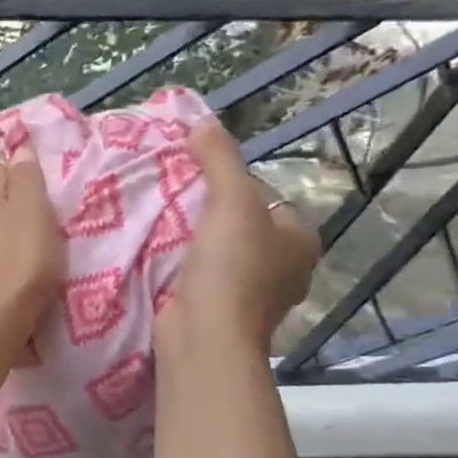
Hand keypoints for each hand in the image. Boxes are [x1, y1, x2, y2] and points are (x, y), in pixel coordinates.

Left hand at [0, 152, 63, 358]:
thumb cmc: (20, 261)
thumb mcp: (32, 209)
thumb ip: (26, 177)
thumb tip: (19, 148)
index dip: (22, 169)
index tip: (48, 182)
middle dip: (15, 202)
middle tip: (48, 213)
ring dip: (8, 231)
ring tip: (37, 243)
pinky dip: (2, 256)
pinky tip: (18, 268)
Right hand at [160, 119, 318, 352]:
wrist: (204, 336)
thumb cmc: (230, 268)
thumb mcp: (231, 201)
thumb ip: (219, 159)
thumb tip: (202, 122)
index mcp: (300, 239)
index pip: (263, 195)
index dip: (229, 182)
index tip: (191, 178)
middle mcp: (284, 267)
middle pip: (239, 222)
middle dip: (207, 210)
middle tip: (169, 196)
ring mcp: (252, 293)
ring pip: (218, 249)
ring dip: (191, 238)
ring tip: (157, 221)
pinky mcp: (220, 310)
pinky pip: (200, 273)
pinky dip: (182, 263)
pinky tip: (158, 253)